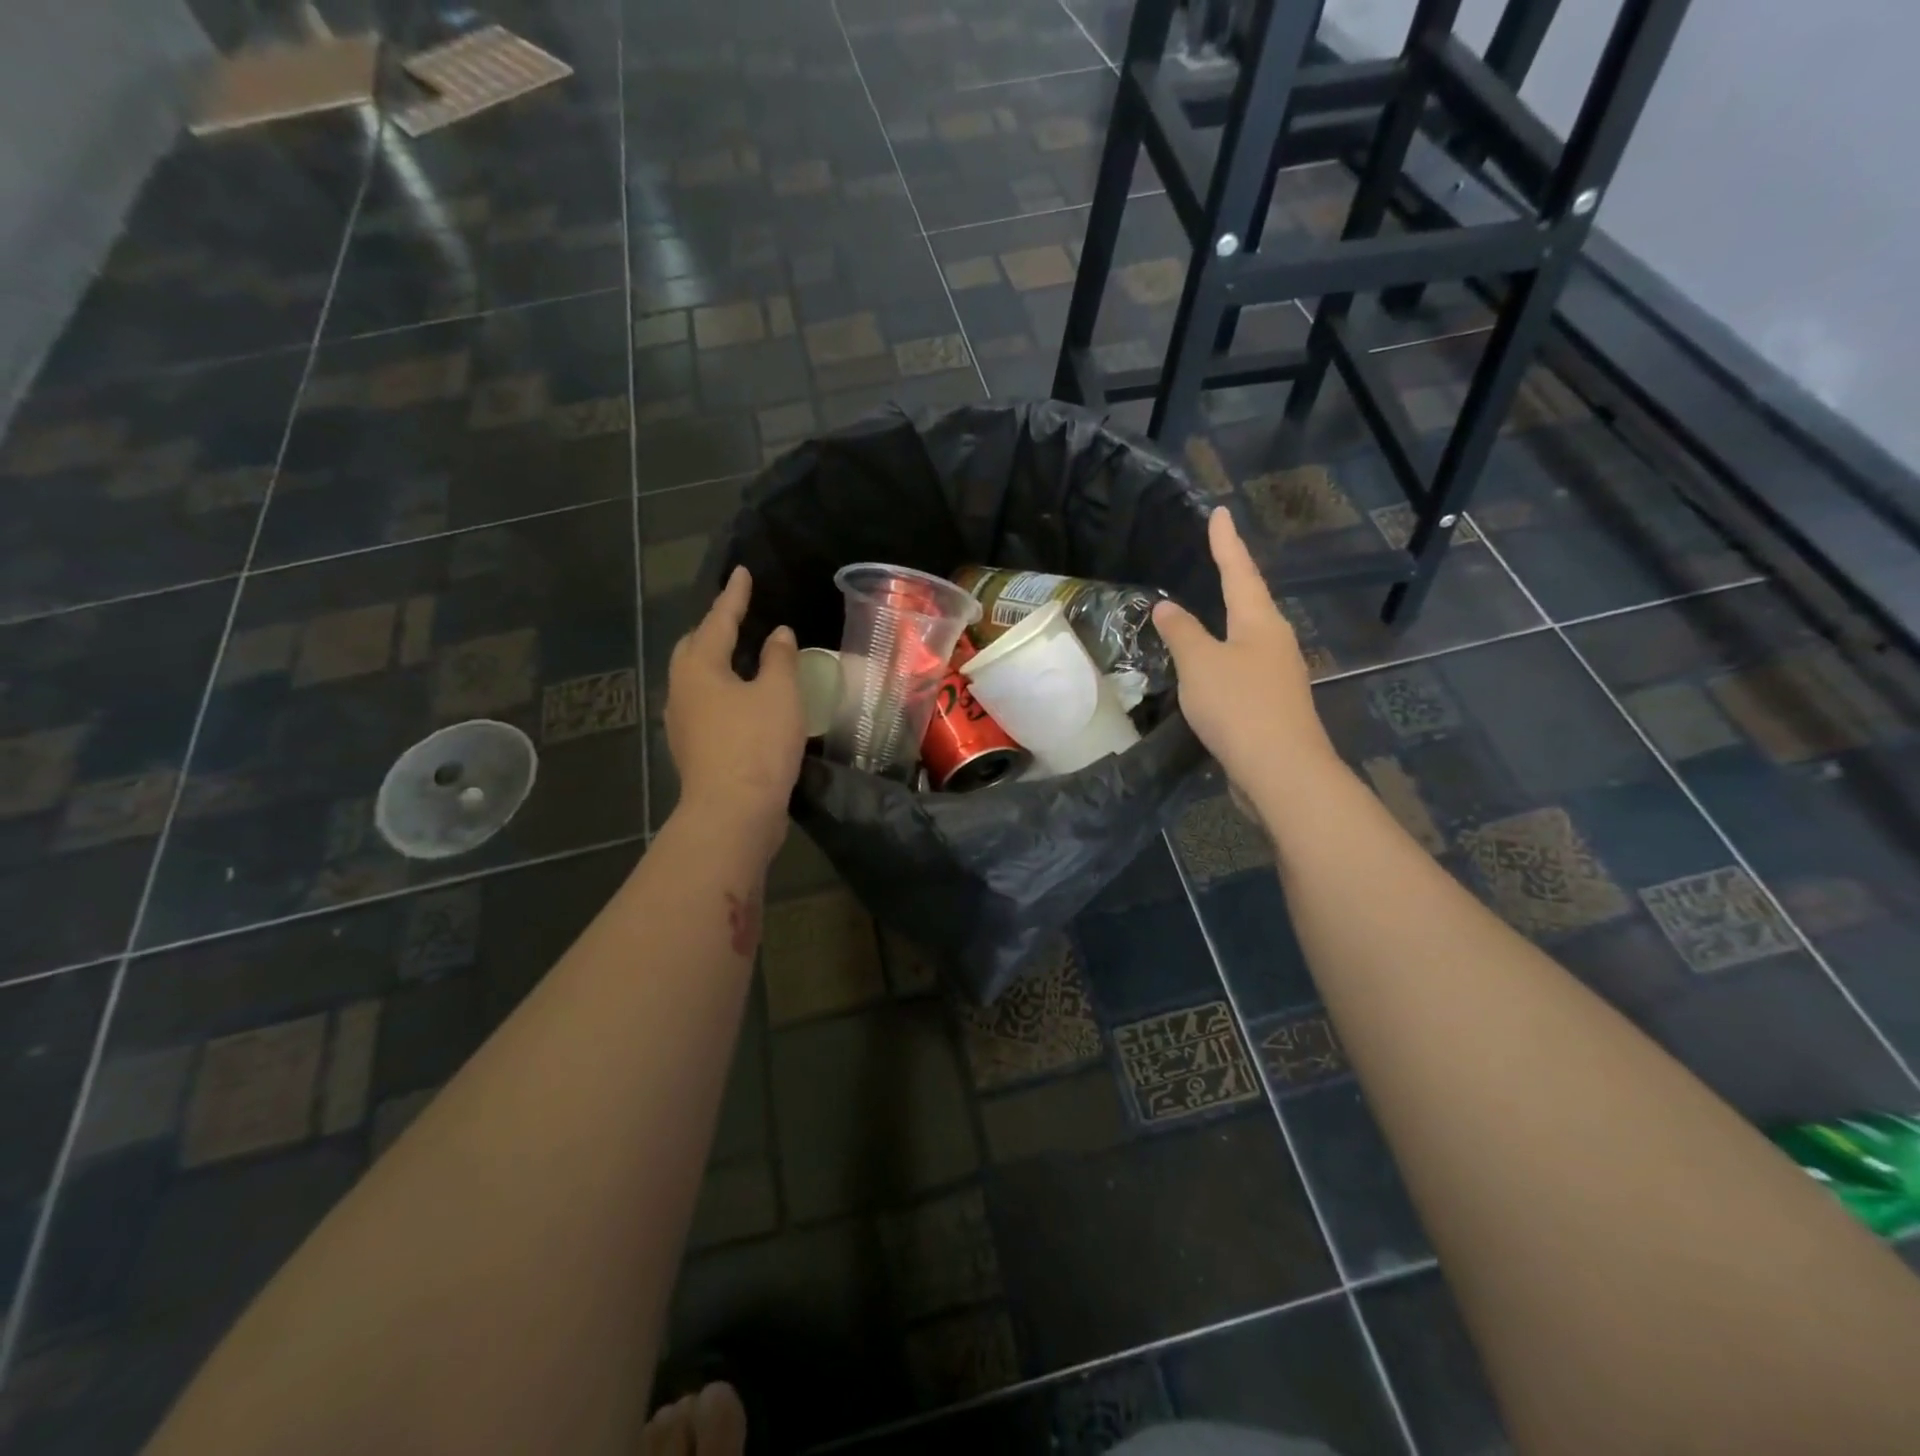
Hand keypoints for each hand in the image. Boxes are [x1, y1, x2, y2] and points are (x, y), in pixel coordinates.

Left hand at [666, 566, 804, 851]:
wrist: (733, 813)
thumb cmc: (756, 744)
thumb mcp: (778, 693)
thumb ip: (779, 658)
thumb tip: (778, 634)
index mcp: (699, 667)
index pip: (718, 620)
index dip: (734, 596)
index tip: (742, 572)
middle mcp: (682, 690)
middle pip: (695, 648)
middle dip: (715, 628)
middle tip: (739, 616)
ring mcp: (683, 722)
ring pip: (699, 678)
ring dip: (719, 662)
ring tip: (744, 656)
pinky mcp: (694, 748)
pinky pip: (707, 705)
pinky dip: (725, 691)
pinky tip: (745, 700)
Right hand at [1153, 508, 1340, 816]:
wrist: (1281, 770)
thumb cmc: (1239, 706)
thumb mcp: (1200, 664)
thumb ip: (1182, 632)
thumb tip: (1167, 606)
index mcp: (1259, 622)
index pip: (1238, 571)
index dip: (1225, 543)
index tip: (1220, 512)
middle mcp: (1274, 641)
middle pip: (1250, 601)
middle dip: (1232, 578)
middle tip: (1213, 557)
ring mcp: (1276, 673)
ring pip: (1247, 636)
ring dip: (1226, 621)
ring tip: (1205, 609)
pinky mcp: (1271, 703)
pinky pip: (1241, 667)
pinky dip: (1222, 656)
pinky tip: (1209, 667)